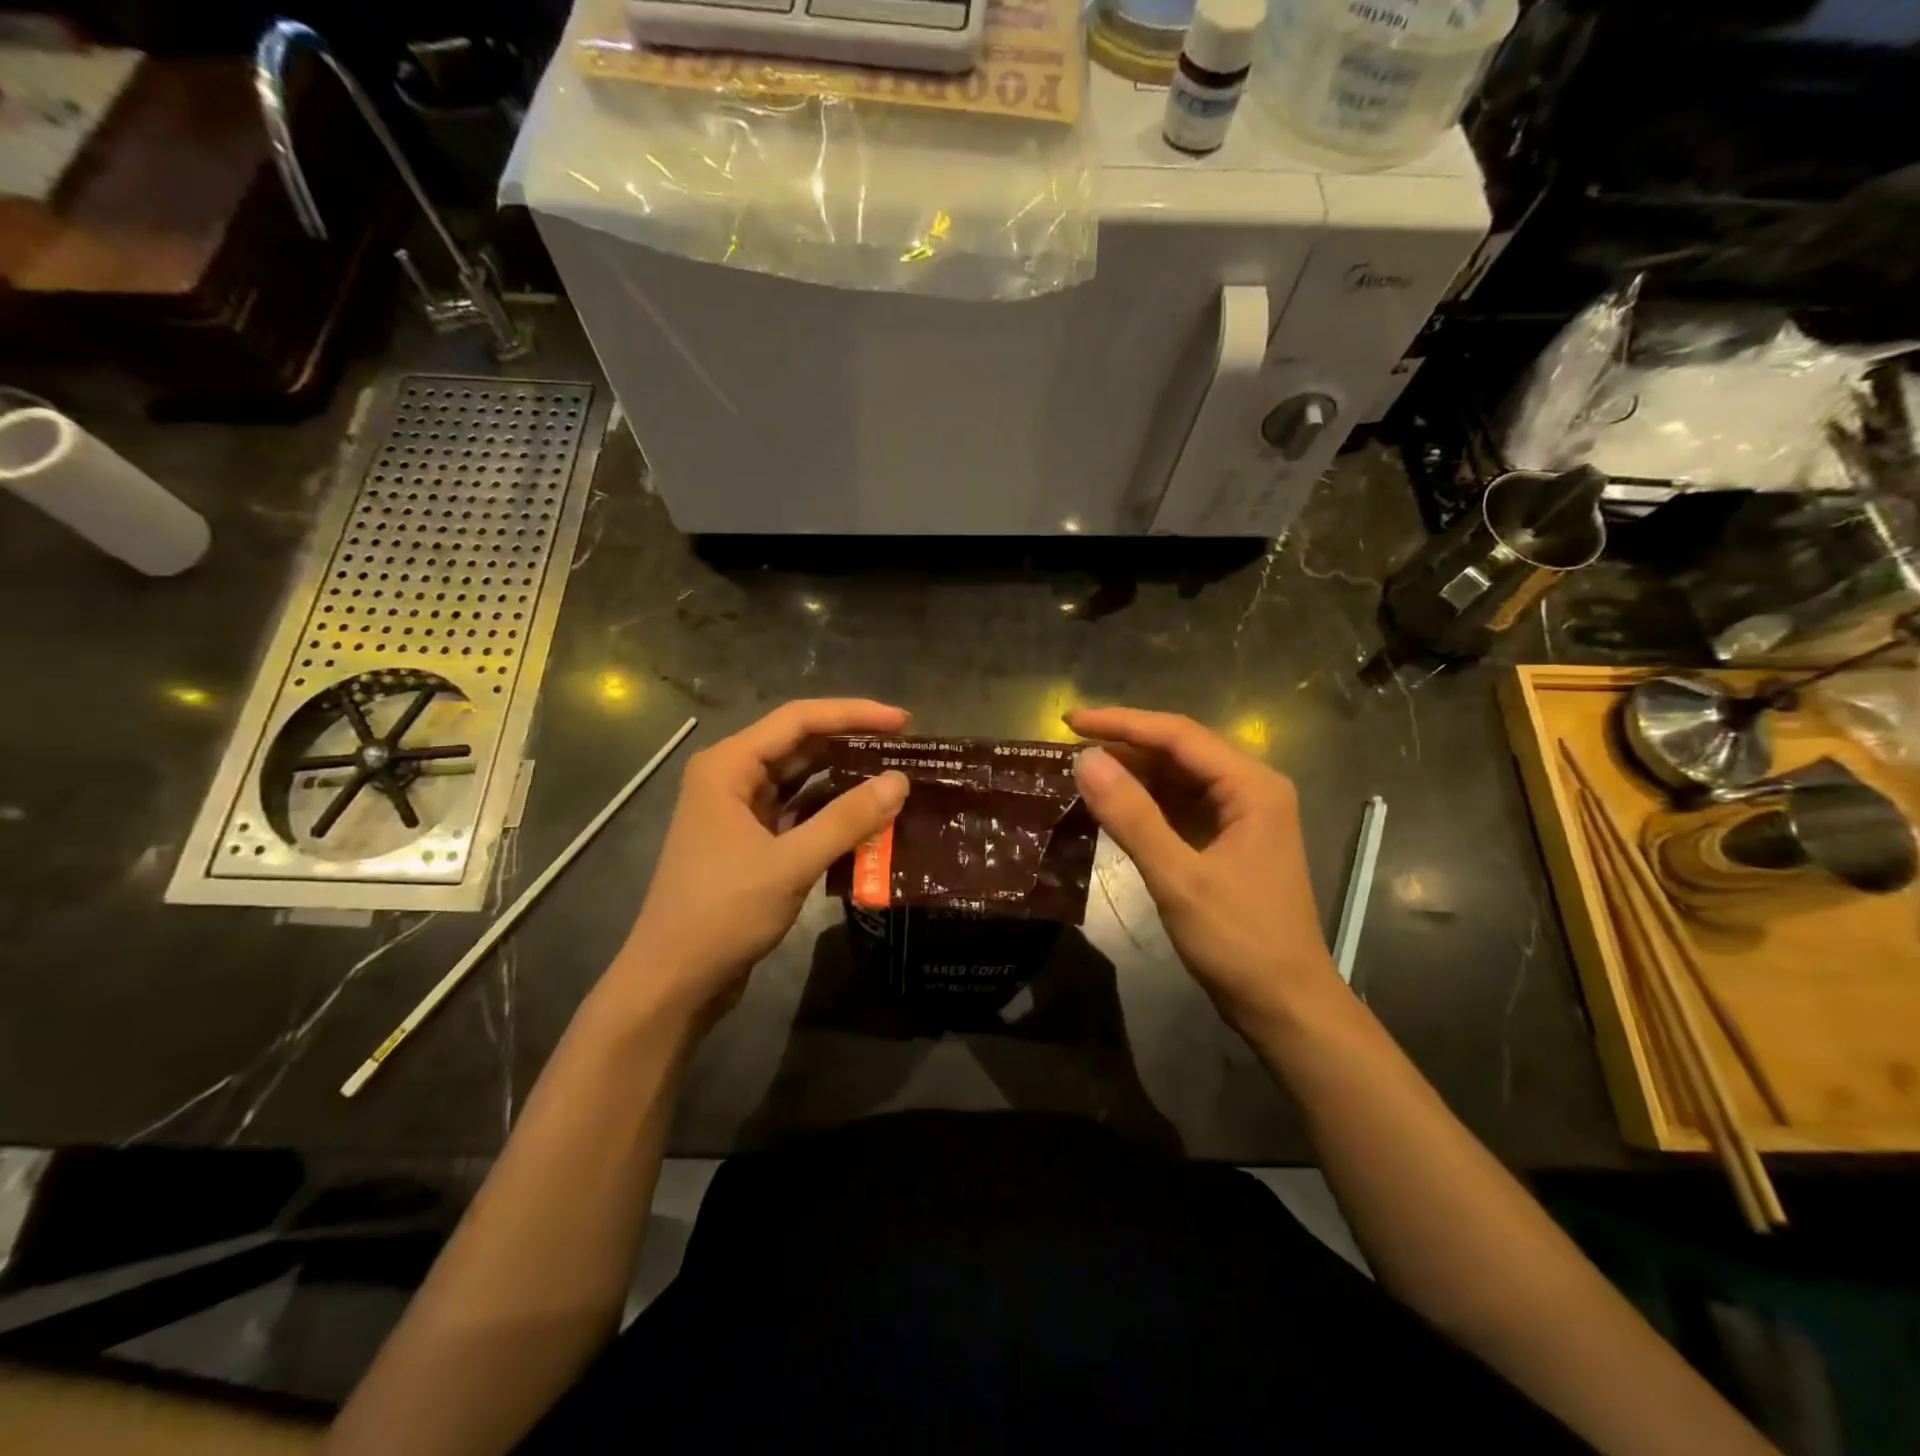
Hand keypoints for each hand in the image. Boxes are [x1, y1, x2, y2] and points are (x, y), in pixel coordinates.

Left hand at [610, 700, 910, 1027]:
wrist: (673, 981)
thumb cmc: (721, 914)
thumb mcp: (790, 864)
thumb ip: (846, 820)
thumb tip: (900, 781)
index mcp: (728, 766)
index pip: (798, 720)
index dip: (854, 714)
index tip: (904, 721)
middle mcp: (732, 778)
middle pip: (800, 744)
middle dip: (853, 744)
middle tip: (908, 749)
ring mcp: (740, 812)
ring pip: (802, 780)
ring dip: (845, 779)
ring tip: (896, 779)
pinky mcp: (751, 842)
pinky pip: (799, 813)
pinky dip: (831, 813)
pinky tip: (868, 819)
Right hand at [1066, 707, 1347, 1036]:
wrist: (1285, 1006)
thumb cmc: (1239, 940)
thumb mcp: (1178, 877)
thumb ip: (1131, 816)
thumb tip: (1084, 760)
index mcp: (1251, 786)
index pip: (1178, 735)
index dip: (1120, 724)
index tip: (1068, 722)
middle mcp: (1250, 789)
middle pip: (1179, 752)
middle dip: (1124, 748)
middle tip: (1067, 750)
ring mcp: (1240, 816)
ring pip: (1177, 779)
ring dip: (1131, 776)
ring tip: (1080, 775)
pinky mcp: (1227, 841)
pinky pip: (1179, 807)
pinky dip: (1144, 805)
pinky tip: (1111, 807)